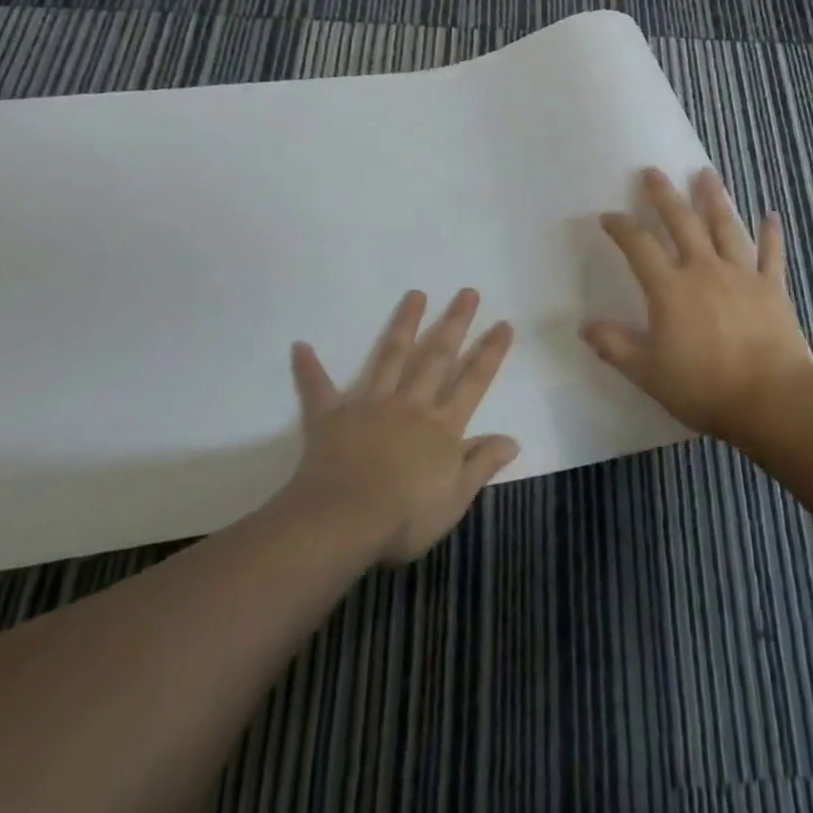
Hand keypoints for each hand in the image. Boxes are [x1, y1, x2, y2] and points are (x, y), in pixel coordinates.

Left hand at [284, 289, 519, 563]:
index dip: (490, 353)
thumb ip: (482, 463)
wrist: (344, 520)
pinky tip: (300, 347)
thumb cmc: (406, 516)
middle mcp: (411, 405)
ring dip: (404, 324)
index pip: (474, 382)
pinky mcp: (332, 417)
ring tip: (415, 294)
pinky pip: (319, 389)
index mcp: (442, 426)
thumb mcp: (456, 498)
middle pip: (437, 357)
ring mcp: (371, 405)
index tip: (504, 324)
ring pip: (391, 357)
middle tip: (467, 292)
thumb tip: (513, 439)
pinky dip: (309, 369)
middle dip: (455, 323)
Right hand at [582, 167, 812, 442]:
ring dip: (714, 199)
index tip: (608, 215)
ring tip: (707, 174)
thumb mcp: (648, 373)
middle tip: (653, 171)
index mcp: (671, 289)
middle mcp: (704, 269)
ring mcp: (742, 274)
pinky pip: (771, 254)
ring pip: (726, 227)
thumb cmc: (704, 387)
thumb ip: (615, 346)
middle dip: (665, 195)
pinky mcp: (772, 288)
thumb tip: (584, 326)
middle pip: (682, 222)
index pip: (639, 247)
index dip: (621, 228)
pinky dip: (771, 234)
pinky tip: (771, 215)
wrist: (770, 398)